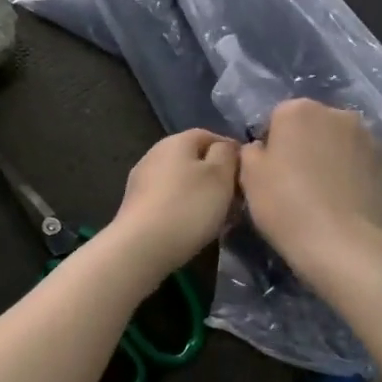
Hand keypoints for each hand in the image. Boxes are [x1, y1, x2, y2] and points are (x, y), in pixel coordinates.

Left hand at [110, 129, 239, 273]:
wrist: (141, 246)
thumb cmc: (188, 206)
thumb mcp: (220, 175)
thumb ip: (227, 154)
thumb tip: (226, 147)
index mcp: (176, 141)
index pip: (209, 135)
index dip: (230, 152)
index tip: (246, 174)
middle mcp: (155, 153)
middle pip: (194, 159)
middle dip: (216, 176)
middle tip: (235, 200)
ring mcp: (142, 179)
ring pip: (181, 181)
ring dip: (200, 194)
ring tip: (218, 217)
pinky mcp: (136, 204)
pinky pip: (168, 199)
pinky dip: (183, 208)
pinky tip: (193, 227)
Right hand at [239, 100, 381, 275]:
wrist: (342, 244)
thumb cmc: (286, 204)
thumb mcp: (249, 176)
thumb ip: (251, 151)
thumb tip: (263, 148)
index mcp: (298, 110)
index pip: (278, 118)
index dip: (272, 144)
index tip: (270, 171)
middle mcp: (336, 113)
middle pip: (312, 125)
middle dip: (305, 144)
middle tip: (296, 180)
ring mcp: (367, 137)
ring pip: (339, 141)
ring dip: (331, 156)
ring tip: (324, 191)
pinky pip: (360, 162)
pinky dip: (353, 172)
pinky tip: (345, 199)